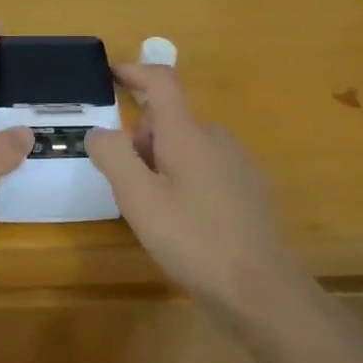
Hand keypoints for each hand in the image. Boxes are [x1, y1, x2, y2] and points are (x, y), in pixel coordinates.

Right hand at [86, 64, 284, 299]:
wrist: (262, 290)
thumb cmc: (194, 240)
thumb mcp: (140, 200)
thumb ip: (114, 157)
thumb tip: (100, 131)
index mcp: (189, 133)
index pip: (162, 82)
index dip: (134, 72)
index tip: (110, 75)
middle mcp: (216, 138)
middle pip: (169, 119)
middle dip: (141, 139)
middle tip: (127, 186)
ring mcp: (237, 163)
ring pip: (186, 145)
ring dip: (161, 163)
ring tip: (154, 211)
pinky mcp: (248, 188)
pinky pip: (205, 167)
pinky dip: (184, 179)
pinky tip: (184, 222)